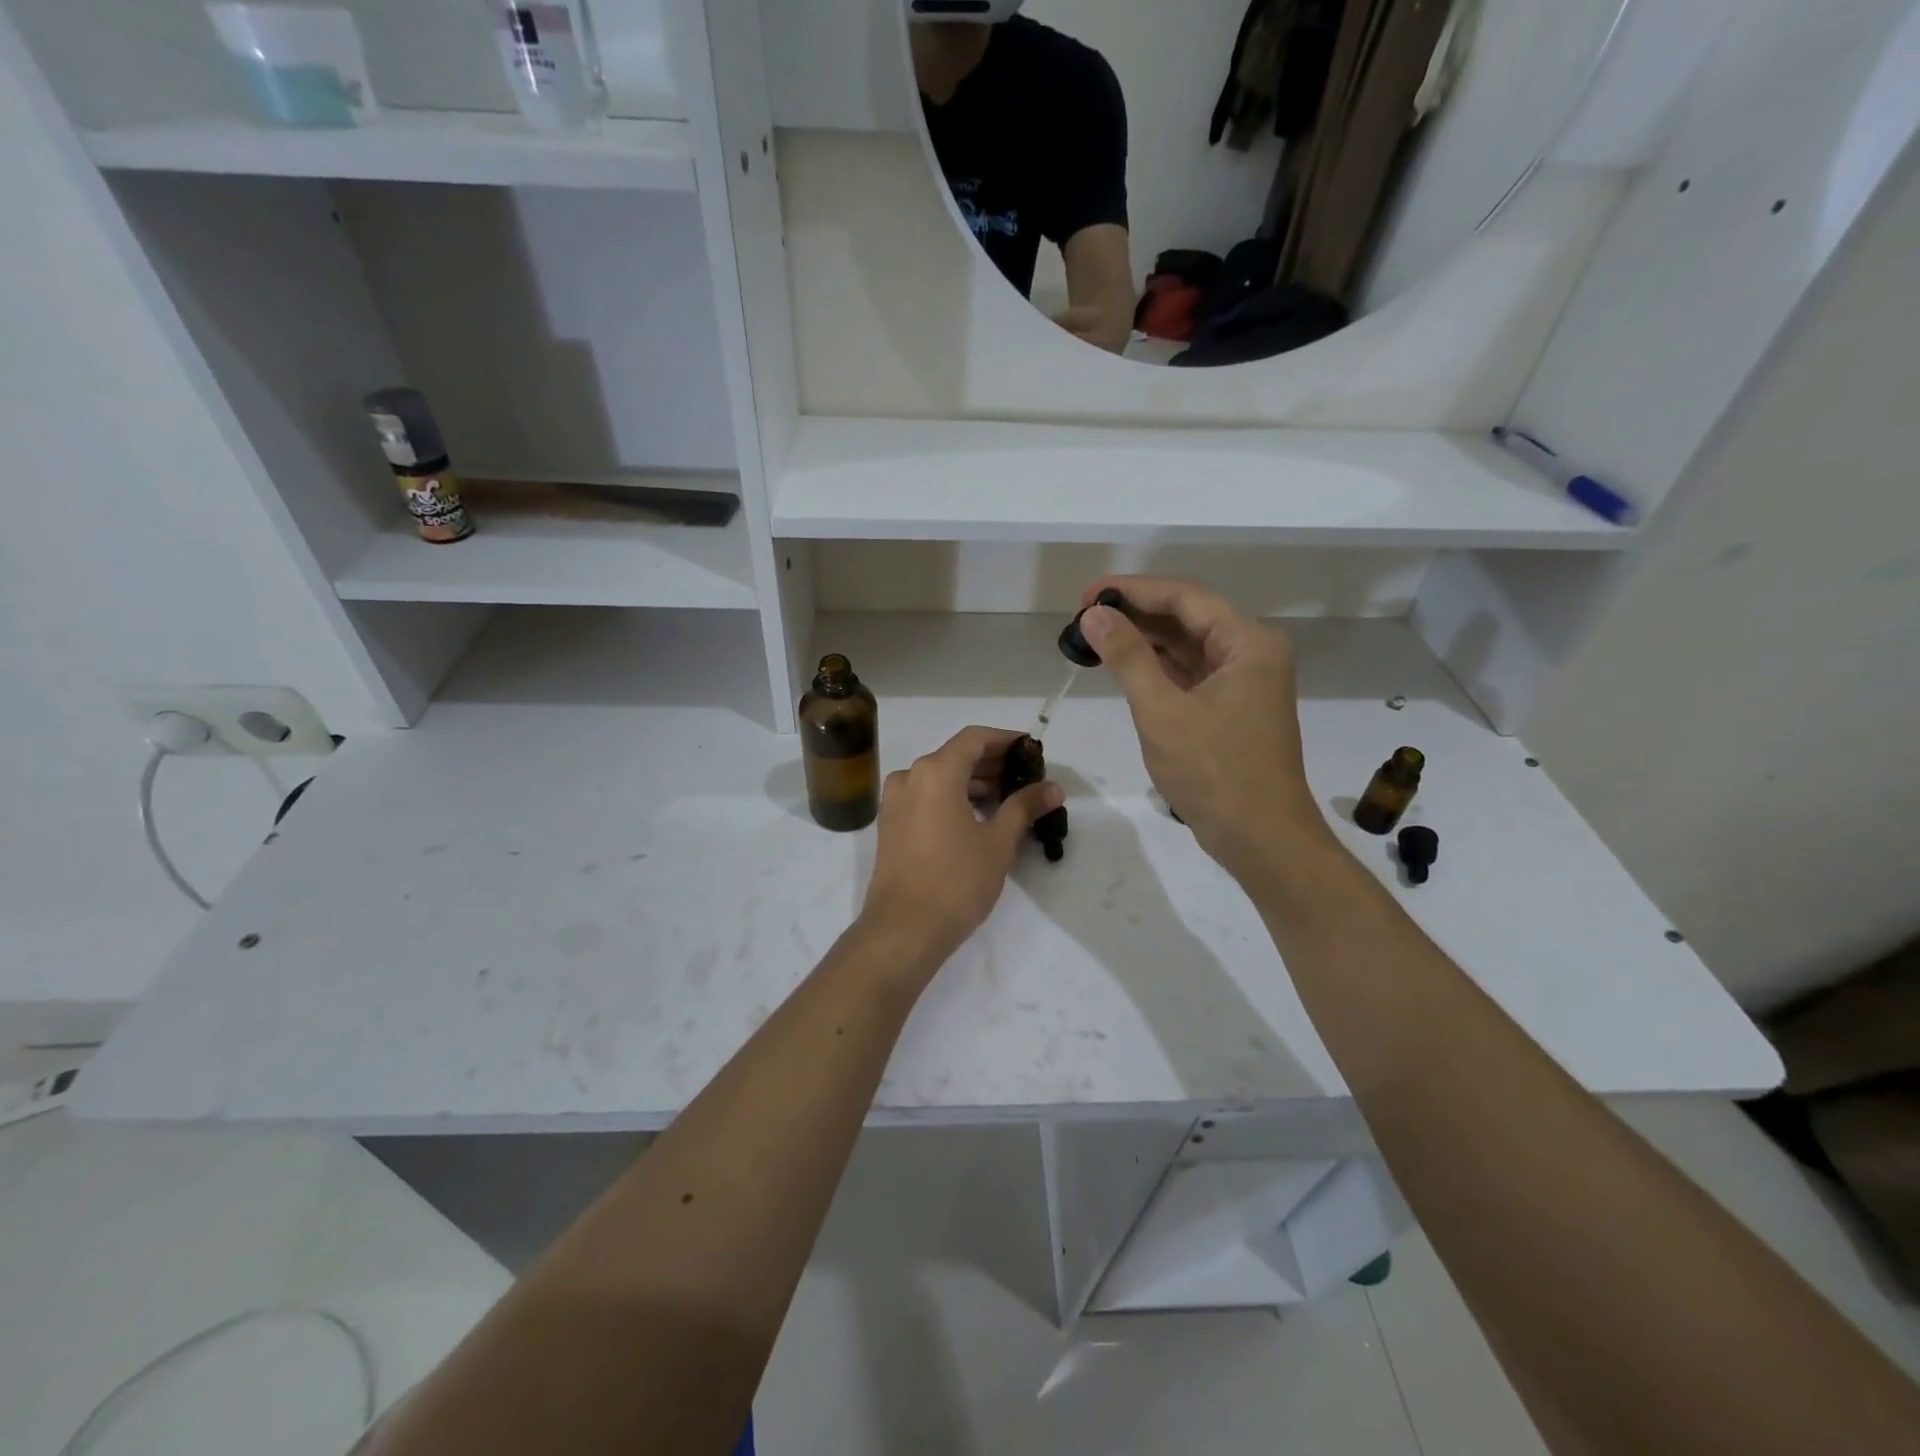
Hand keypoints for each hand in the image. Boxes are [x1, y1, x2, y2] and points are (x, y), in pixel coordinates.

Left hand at [858, 726, 1060, 971]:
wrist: (903, 929)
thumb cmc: (956, 880)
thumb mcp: (998, 842)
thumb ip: (1025, 807)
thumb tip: (1052, 788)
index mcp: (935, 771)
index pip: (975, 738)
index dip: (1006, 740)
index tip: (1031, 751)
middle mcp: (910, 777)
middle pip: (956, 756)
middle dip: (992, 764)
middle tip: (1026, 779)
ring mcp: (895, 801)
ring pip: (940, 778)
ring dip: (972, 783)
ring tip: (1007, 801)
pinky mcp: (890, 825)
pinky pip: (926, 797)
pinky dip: (952, 799)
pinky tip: (977, 818)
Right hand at [1078, 576, 1331, 882]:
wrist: (1260, 837)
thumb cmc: (1214, 771)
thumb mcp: (1162, 710)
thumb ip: (1128, 657)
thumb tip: (1094, 614)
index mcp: (1247, 643)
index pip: (1184, 597)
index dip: (1133, 590)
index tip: (1087, 593)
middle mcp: (1251, 652)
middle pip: (1187, 617)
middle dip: (1136, 614)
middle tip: (1083, 615)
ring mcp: (1243, 681)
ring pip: (1187, 646)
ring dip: (1144, 640)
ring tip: (1094, 636)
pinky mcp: (1231, 707)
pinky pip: (1190, 673)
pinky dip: (1157, 668)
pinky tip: (1122, 665)